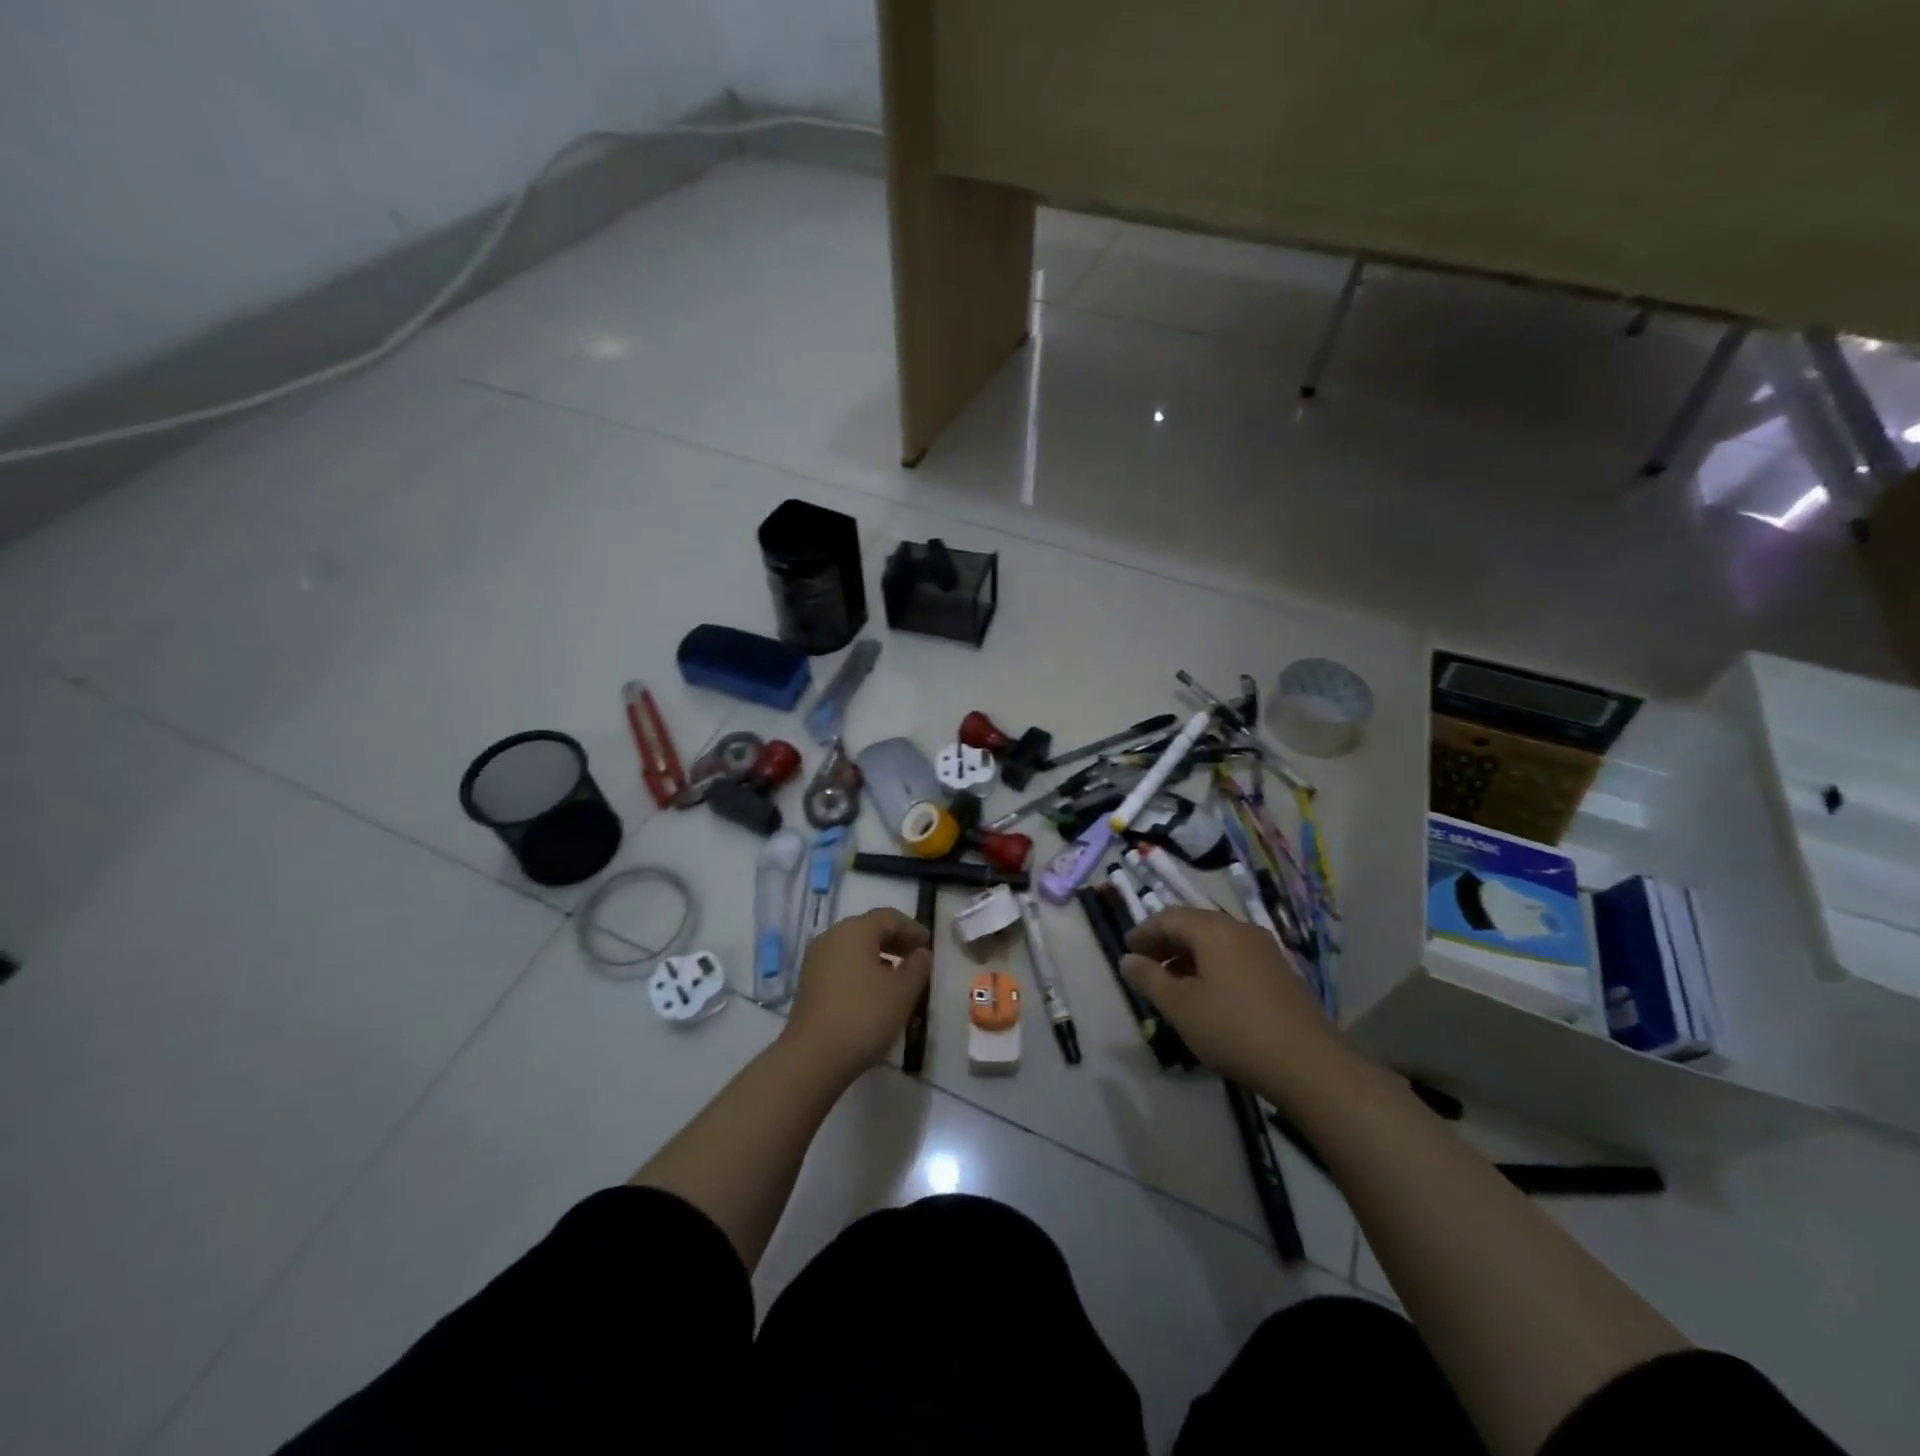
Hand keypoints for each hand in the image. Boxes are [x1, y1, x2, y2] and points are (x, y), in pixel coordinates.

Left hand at [782, 907, 931, 1082]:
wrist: (813, 1056)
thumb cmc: (865, 1015)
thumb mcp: (903, 991)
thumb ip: (917, 966)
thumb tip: (920, 953)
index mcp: (855, 930)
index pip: (889, 917)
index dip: (912, 928)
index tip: (928, 945)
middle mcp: (832, 936)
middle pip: (869, 929)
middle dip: (895, 940)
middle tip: (916, 958)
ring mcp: (816, 959)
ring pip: (854, 947)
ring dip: (878, 955)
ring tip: (898, 976)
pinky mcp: (809, 981)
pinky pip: (841, 963)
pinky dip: (861, 968)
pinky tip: (874, 990)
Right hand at [1121, 907, 1339, 1090]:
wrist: (1309, 1066)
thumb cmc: (1234, 1030)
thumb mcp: (1181, 1007)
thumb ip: (1149, 979)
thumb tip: (1127, 960)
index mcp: (1215, 930)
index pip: (1169, 917)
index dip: (1144, 932)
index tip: (1126, 951)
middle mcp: (1241, 930)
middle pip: (1194, 926)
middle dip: (1166, 943)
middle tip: (1144, 966)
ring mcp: (1265, 951)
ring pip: (1216, 942)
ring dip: (1188, 956)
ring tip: (1171, 983)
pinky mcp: (1280, 973)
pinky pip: (1235, 957)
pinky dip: (1211, 966)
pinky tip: (1206, 995)